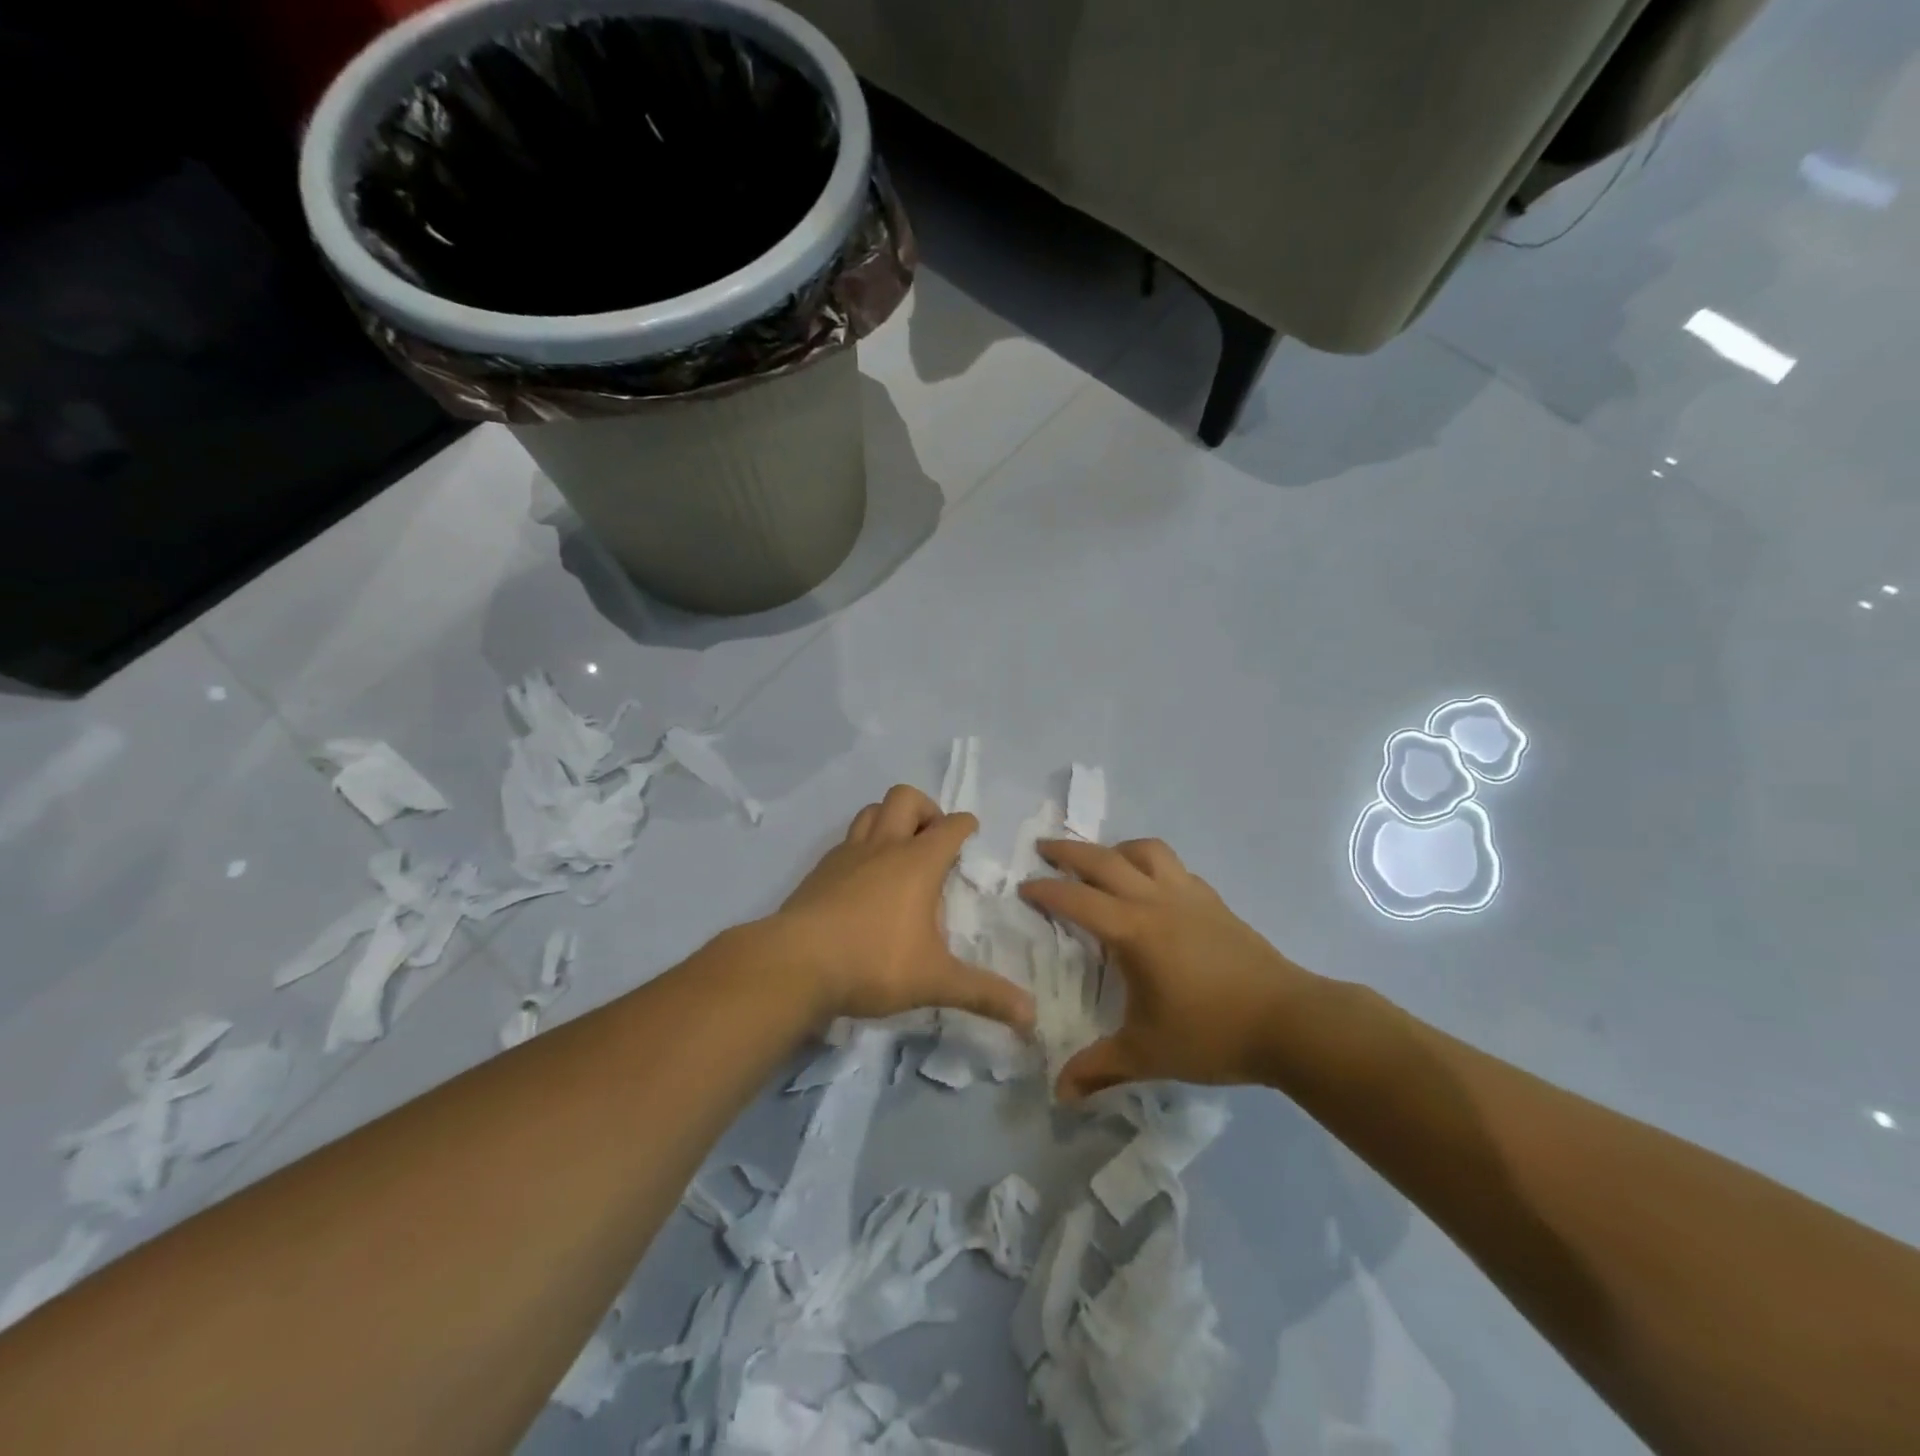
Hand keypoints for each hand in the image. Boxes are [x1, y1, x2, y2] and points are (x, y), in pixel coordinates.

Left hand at [775, 785, 1034, 1031]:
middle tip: (933, 839)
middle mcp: (883, 847)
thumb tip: (1032, 1016)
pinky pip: (846, 840)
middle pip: (905, 798)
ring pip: (871, 811)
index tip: (971, 831)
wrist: (795, 964)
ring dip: (889, 819)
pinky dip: (861, 846)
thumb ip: (984, 995)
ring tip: (899, 850)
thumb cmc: (873, 963)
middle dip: (925, 809)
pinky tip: (862, 878)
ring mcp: (847, 855)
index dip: (965, 824)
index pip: (950, 826)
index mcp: (917, 863)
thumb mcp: (935, 981)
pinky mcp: (819, 870)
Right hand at [1020, 837, 1320, 1099]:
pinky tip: (1152, 888)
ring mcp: (1189, 896)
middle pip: (1105, 860)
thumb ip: (1099, 1068)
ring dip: (1116, 850)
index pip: (1077, 899)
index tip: (1023, 887)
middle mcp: (1157, 900)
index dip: (1046, 891)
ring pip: (1147, 851)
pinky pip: (1174, 868)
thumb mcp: (1147, 1054)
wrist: (1291, 1022)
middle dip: (1069, 852)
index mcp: (1133, 930)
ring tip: (1101, 862)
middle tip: (1044, 848)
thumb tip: (1059, 1093)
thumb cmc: (1212, 1033)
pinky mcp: (1214, 902)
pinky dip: (1151, 865)